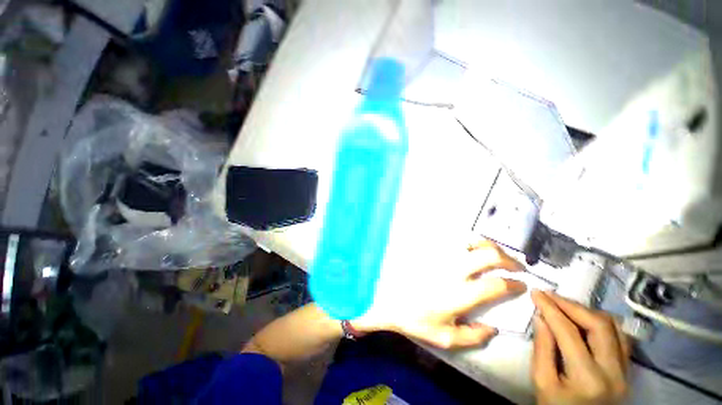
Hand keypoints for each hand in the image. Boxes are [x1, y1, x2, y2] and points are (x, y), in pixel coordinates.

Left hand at [355, 240, 526, 348]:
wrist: (385, 295)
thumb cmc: (413, 317)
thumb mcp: (443, 337)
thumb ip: (472, 336)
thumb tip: (493, 329)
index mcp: (458, 293)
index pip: (496, 284)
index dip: (514, 284)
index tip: (520, 285)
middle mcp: (452, 269)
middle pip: (488, 255)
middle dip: (508, 259)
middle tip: (514, 266)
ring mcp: (439, 255)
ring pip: (470, 241)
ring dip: (488, 246)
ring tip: (493, 254)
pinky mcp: (429, 247)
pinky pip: (452, 239)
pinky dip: (467, 241)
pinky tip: (468, 248)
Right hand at [531, 290, 630, 404]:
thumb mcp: (542, 381)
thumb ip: (542, 347)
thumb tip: (541, 316)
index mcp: (587, 378)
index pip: (569, 332)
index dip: (551, 308)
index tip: (536, 293)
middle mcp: (614, 372)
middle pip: (599, 325)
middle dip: (572, 305)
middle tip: (550, 296)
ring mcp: (625, 371)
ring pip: (614, 327)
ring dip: (587, 311)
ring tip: (565, 306)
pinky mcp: (628, 370)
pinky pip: (620, 337)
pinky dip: (601, 322)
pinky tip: (584, 320)